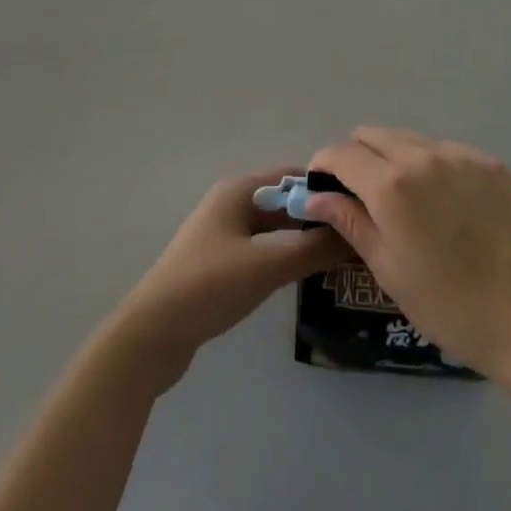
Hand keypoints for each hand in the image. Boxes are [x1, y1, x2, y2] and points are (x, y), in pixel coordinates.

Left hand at [109, 168, 345, 390]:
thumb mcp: (267, 265)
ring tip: (340, 257)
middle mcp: (231, 204)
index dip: (324, 188)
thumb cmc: (210, 286)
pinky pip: (262, 250)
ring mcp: (223, 235)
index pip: (291, 175)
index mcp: (238, 190)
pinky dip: (284, 257)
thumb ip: (312, 249)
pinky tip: (306, 276)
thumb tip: (355, 233)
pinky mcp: (220, 264)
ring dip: (302, 239)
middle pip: (283, 202)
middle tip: (355, 236)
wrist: (153, 335)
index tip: (358, 207)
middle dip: (316, 216)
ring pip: (274, 229)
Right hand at [305, 128, 510, 377]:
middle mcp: (422, 156)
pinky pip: (445, 150)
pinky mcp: (489, 162)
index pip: (341, 154)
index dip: (324, 166)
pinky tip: (444, 203)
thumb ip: (350, 221)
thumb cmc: (448, 305)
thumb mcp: (388, 268)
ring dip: (393, 158)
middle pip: (373, 135)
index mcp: (391, 186)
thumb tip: (315, 197)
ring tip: (406, 200)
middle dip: (356, 157)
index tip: (322, 187)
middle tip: (361, 195)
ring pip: (409, 139)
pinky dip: (431, 165)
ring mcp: (459, 155)